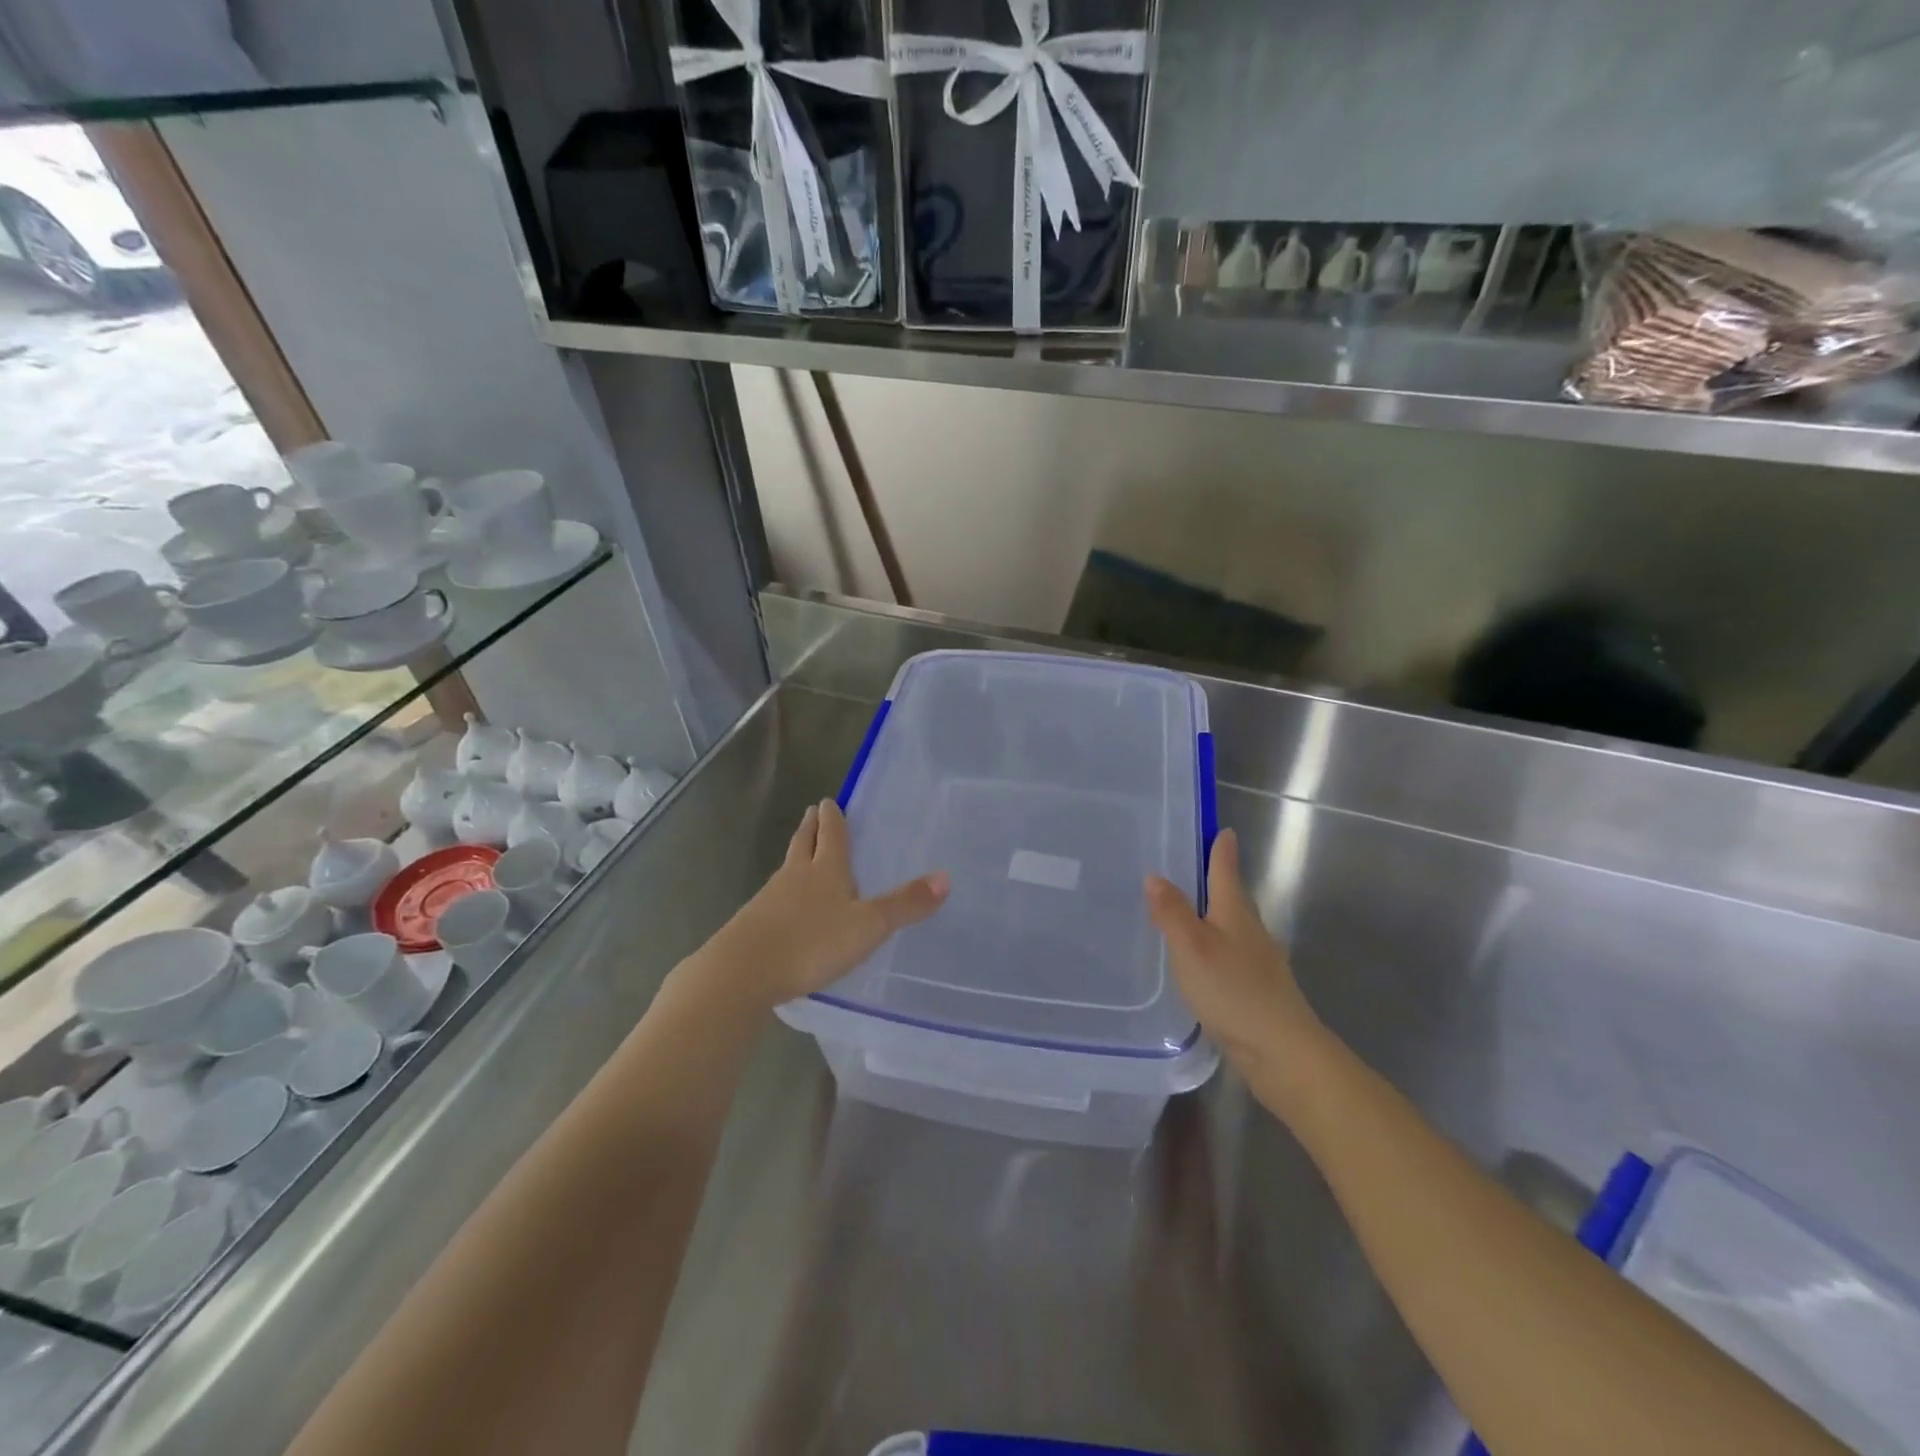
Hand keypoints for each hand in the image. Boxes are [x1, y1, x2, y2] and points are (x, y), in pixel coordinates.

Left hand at [708, 799, 948, 1010]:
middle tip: (812, 810)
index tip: (829, 801)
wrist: (743, 972)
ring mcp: (770, 899)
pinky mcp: (753, 924)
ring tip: (801, 853)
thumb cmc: (811, 943)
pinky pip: (773, 898)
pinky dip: (783, 892)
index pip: (831, 835)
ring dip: (796, 856)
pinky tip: (785, 905)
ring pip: (786, 868)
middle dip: (810, 827)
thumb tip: (946, 877)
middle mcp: (796, 876)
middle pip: (803, 843)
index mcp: (825, 870)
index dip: (833, 818)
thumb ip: (905, 904)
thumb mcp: (868, 926)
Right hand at [1146, 829, 1322, 1078]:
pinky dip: (1215, 949)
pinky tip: (1202, 964)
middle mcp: (1251, 931)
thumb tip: (1154, 876)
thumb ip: (1172, 912)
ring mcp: (1258, 962)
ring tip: (1187, 914)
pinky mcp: (1257, 991)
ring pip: (1233, 928)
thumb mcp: (1192, 947)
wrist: (1282, 1051)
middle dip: (1216, 882)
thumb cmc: (1233, 990)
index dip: (1222, 850)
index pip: (1227, 871)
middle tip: (1192, 868)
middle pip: (1233, 898)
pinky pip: (1231, 957)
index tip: (1222, 830)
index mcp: (1236, 912)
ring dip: (1214, 917)